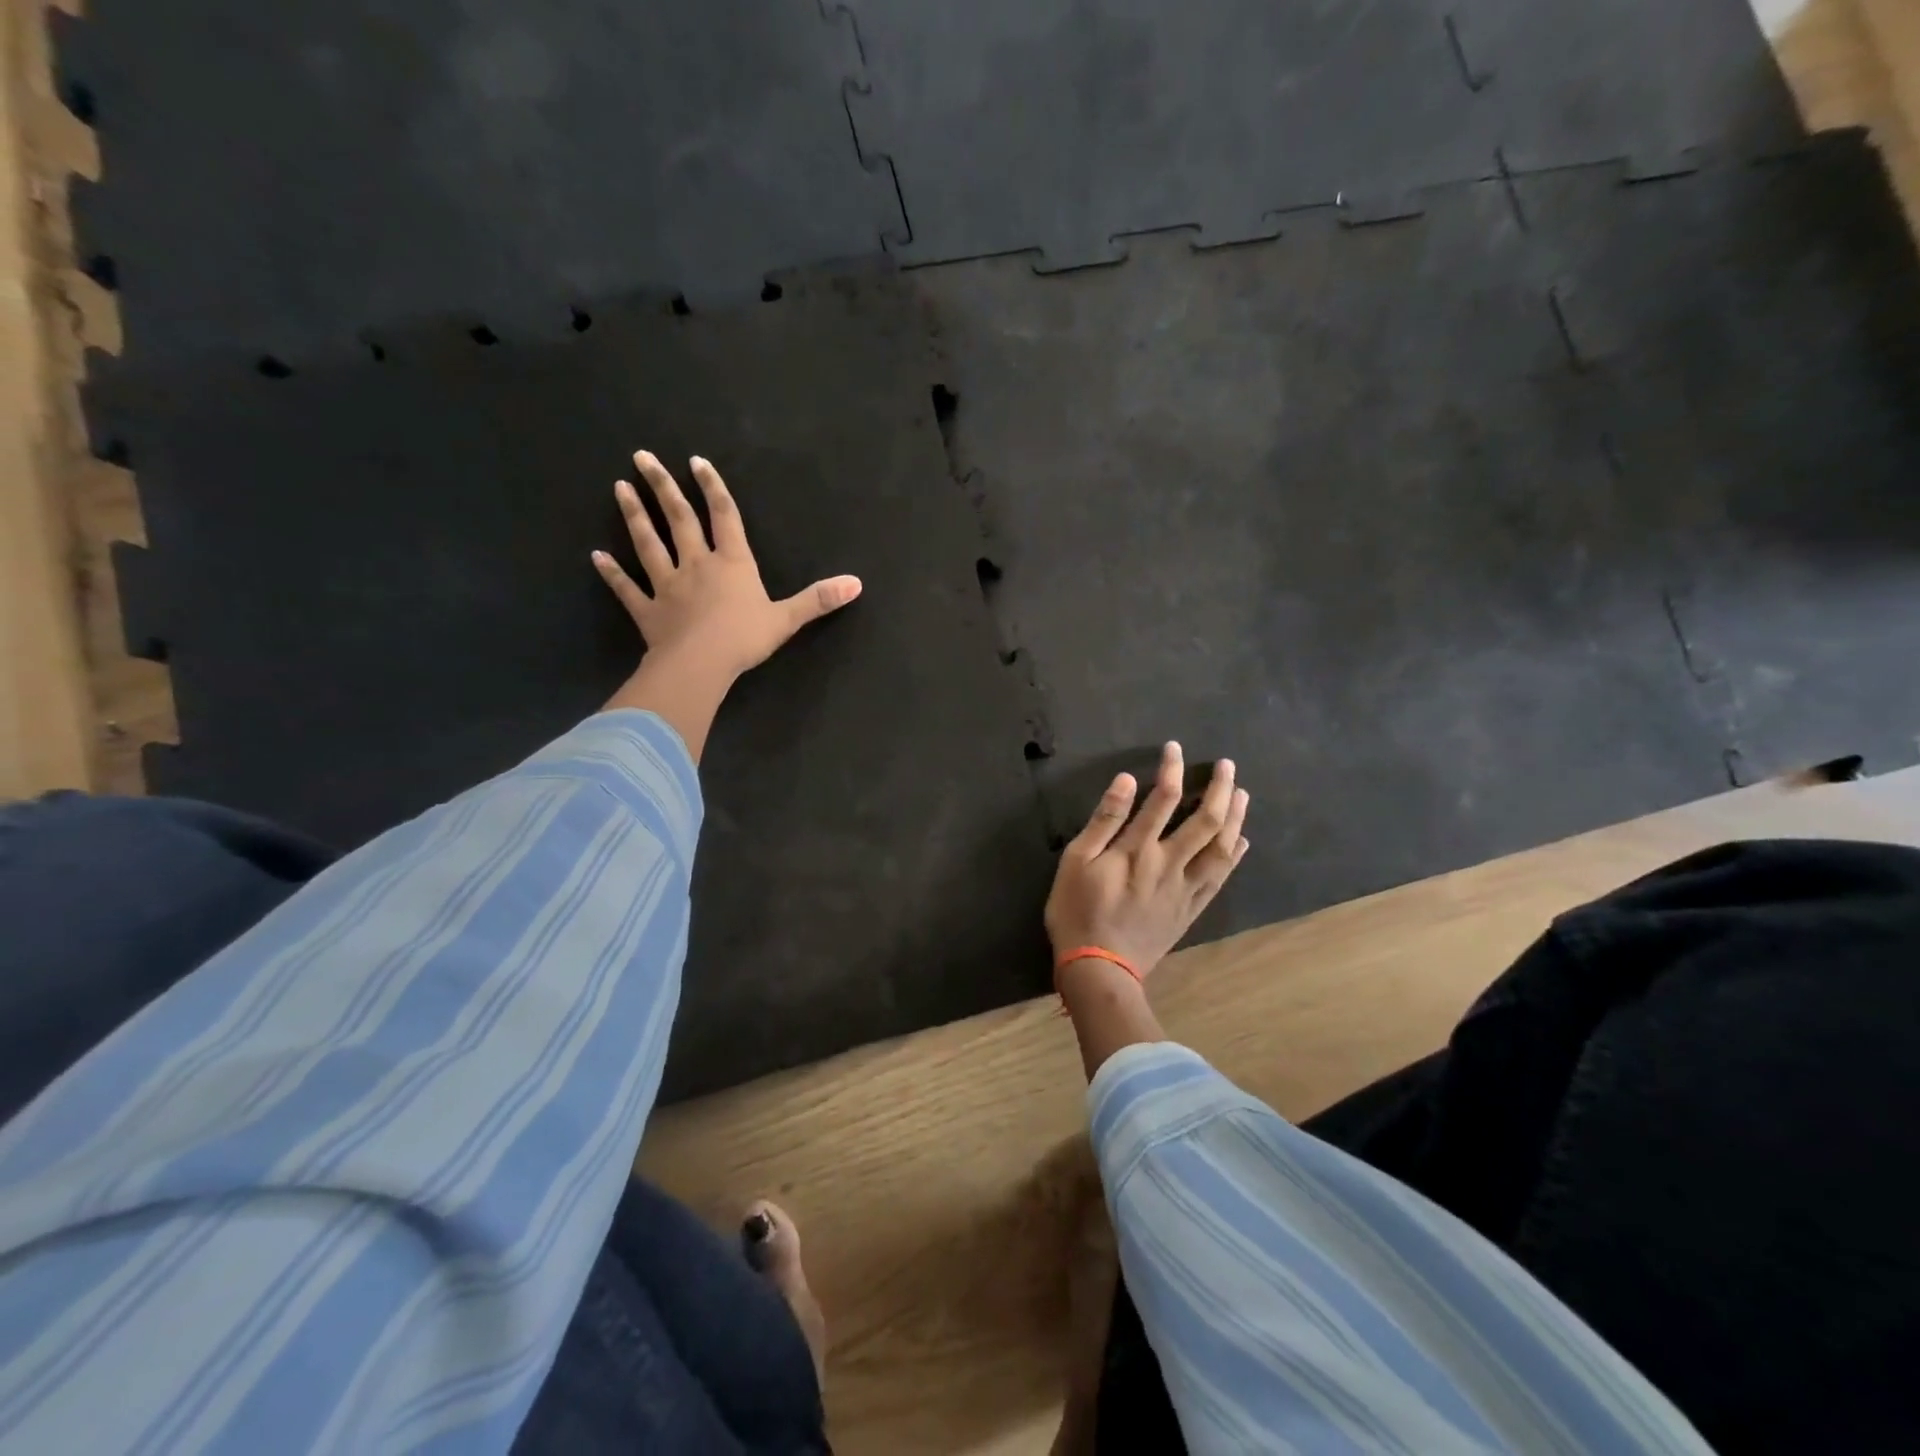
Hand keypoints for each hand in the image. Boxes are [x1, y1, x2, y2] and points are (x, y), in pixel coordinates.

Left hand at [593, 451, 861, 678]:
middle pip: (678, 519)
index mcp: (732, 564)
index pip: (724, 517)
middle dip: (663, 487)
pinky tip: (597, 556)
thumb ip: (818, 599)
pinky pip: (627, 589)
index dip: (713, 488)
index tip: (696, 462)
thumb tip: (857, 583)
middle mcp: (697, 565)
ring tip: (619, 488)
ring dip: (634, 516)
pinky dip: (612, 573)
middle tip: (643, 457)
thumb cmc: (744, 638)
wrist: (700, 665)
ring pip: (648, 544)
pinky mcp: (647, 611)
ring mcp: (667, 586)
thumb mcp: (788, 619)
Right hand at [1044, 743, 1249, 978]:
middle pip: (1205, 820)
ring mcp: (1184, 888)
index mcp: (1138, 849)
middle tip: (1228, 766)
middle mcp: (1169, 863)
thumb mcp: (1076, 861)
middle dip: (1220, 789)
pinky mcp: (1190, 909)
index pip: (1163, 798)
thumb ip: (1104, 820)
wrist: (1099, 968)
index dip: (1172, 769)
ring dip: (1235, 819)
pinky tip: (1241, 843)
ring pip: (1220, 848)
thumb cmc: (1078, 910)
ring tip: (1243, 795)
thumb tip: (1127, 781)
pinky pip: (1219, 879)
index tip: (1176, 749)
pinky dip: (1233, 857)